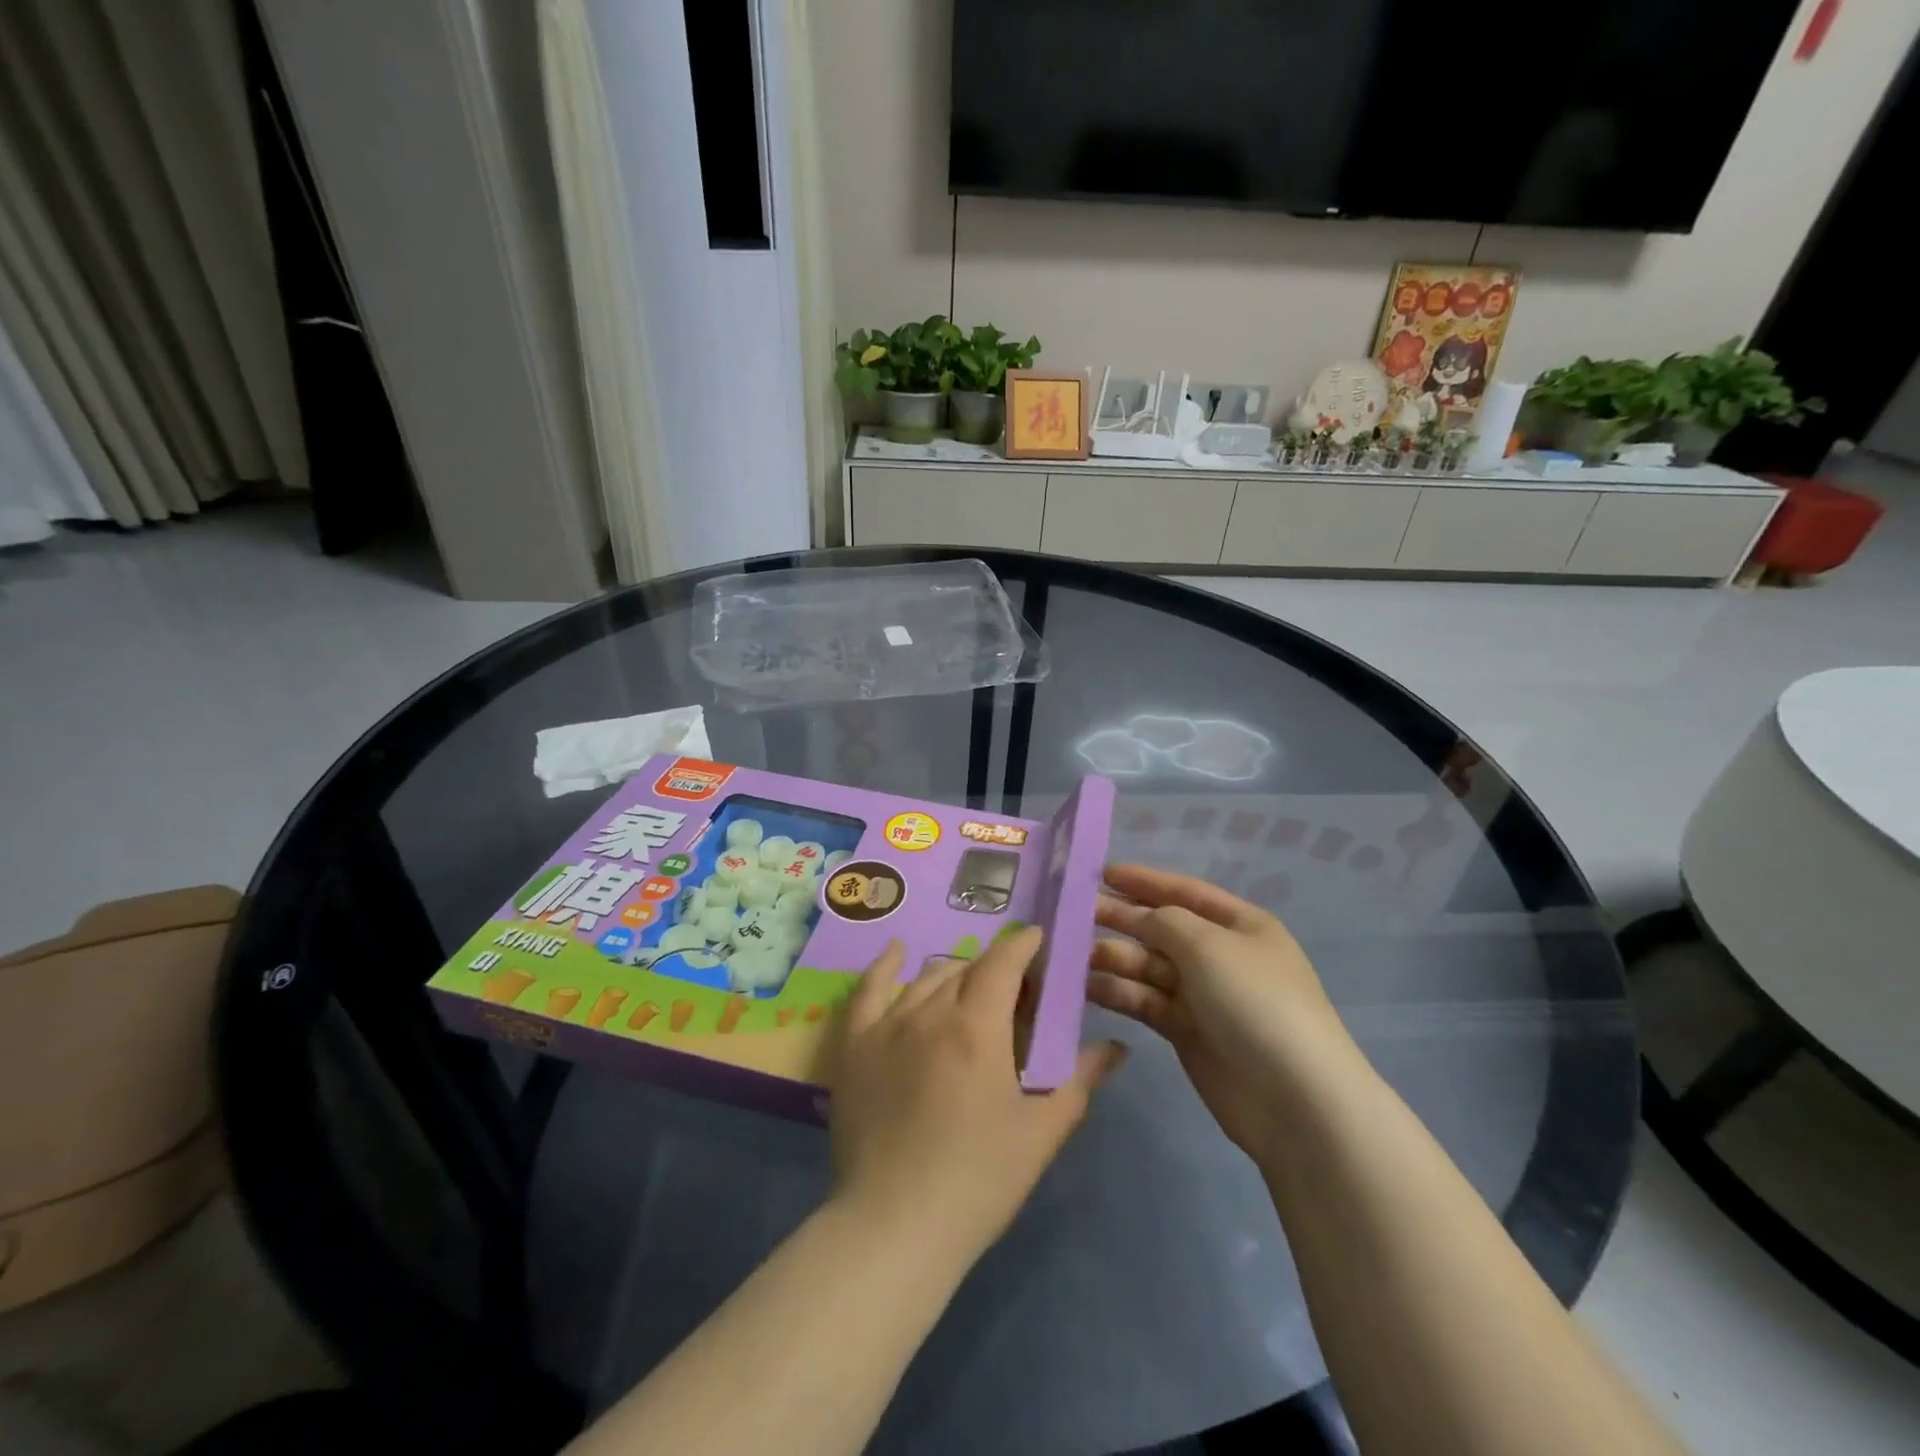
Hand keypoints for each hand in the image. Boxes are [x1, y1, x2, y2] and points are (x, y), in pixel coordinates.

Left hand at [829, 929, 1126, 1267]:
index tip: (1039, 940)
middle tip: (1014, 994)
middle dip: (996, 969)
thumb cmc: (978, 1180)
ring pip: (926, 978)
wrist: (894, 1226)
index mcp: (977, 1027)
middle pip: (967, 969)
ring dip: (955, 975)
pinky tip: (897, 952)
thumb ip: (1079, 1080)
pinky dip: (886, 966)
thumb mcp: (1040, 1132)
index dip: (1023, 945)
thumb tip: (1118, 1047)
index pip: (1003, 963)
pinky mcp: (855, 1045)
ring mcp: (887, 1025)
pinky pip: (869, 990)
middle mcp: (930, 1012)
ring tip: (970, 991)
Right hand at [1090, 864, 1361, 1163]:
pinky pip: (1145, 1001)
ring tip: (1071, 953)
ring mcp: (1203, 995)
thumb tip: (1137, 916)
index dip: (1143, 880)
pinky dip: (1117, 992)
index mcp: (1240, 925)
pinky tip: (1084, 986)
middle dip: (1120, 918)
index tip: (1100, 873)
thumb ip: (1163, 921)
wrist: (1295, 1100)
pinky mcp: (1187, 1032)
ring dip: (1113, 957)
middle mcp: (1220, 955)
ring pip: (1148, 966)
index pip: (1184, 891)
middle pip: (1161, 928)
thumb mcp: (1208, 945)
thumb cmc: (1255, 1002)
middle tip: (1071, 913)